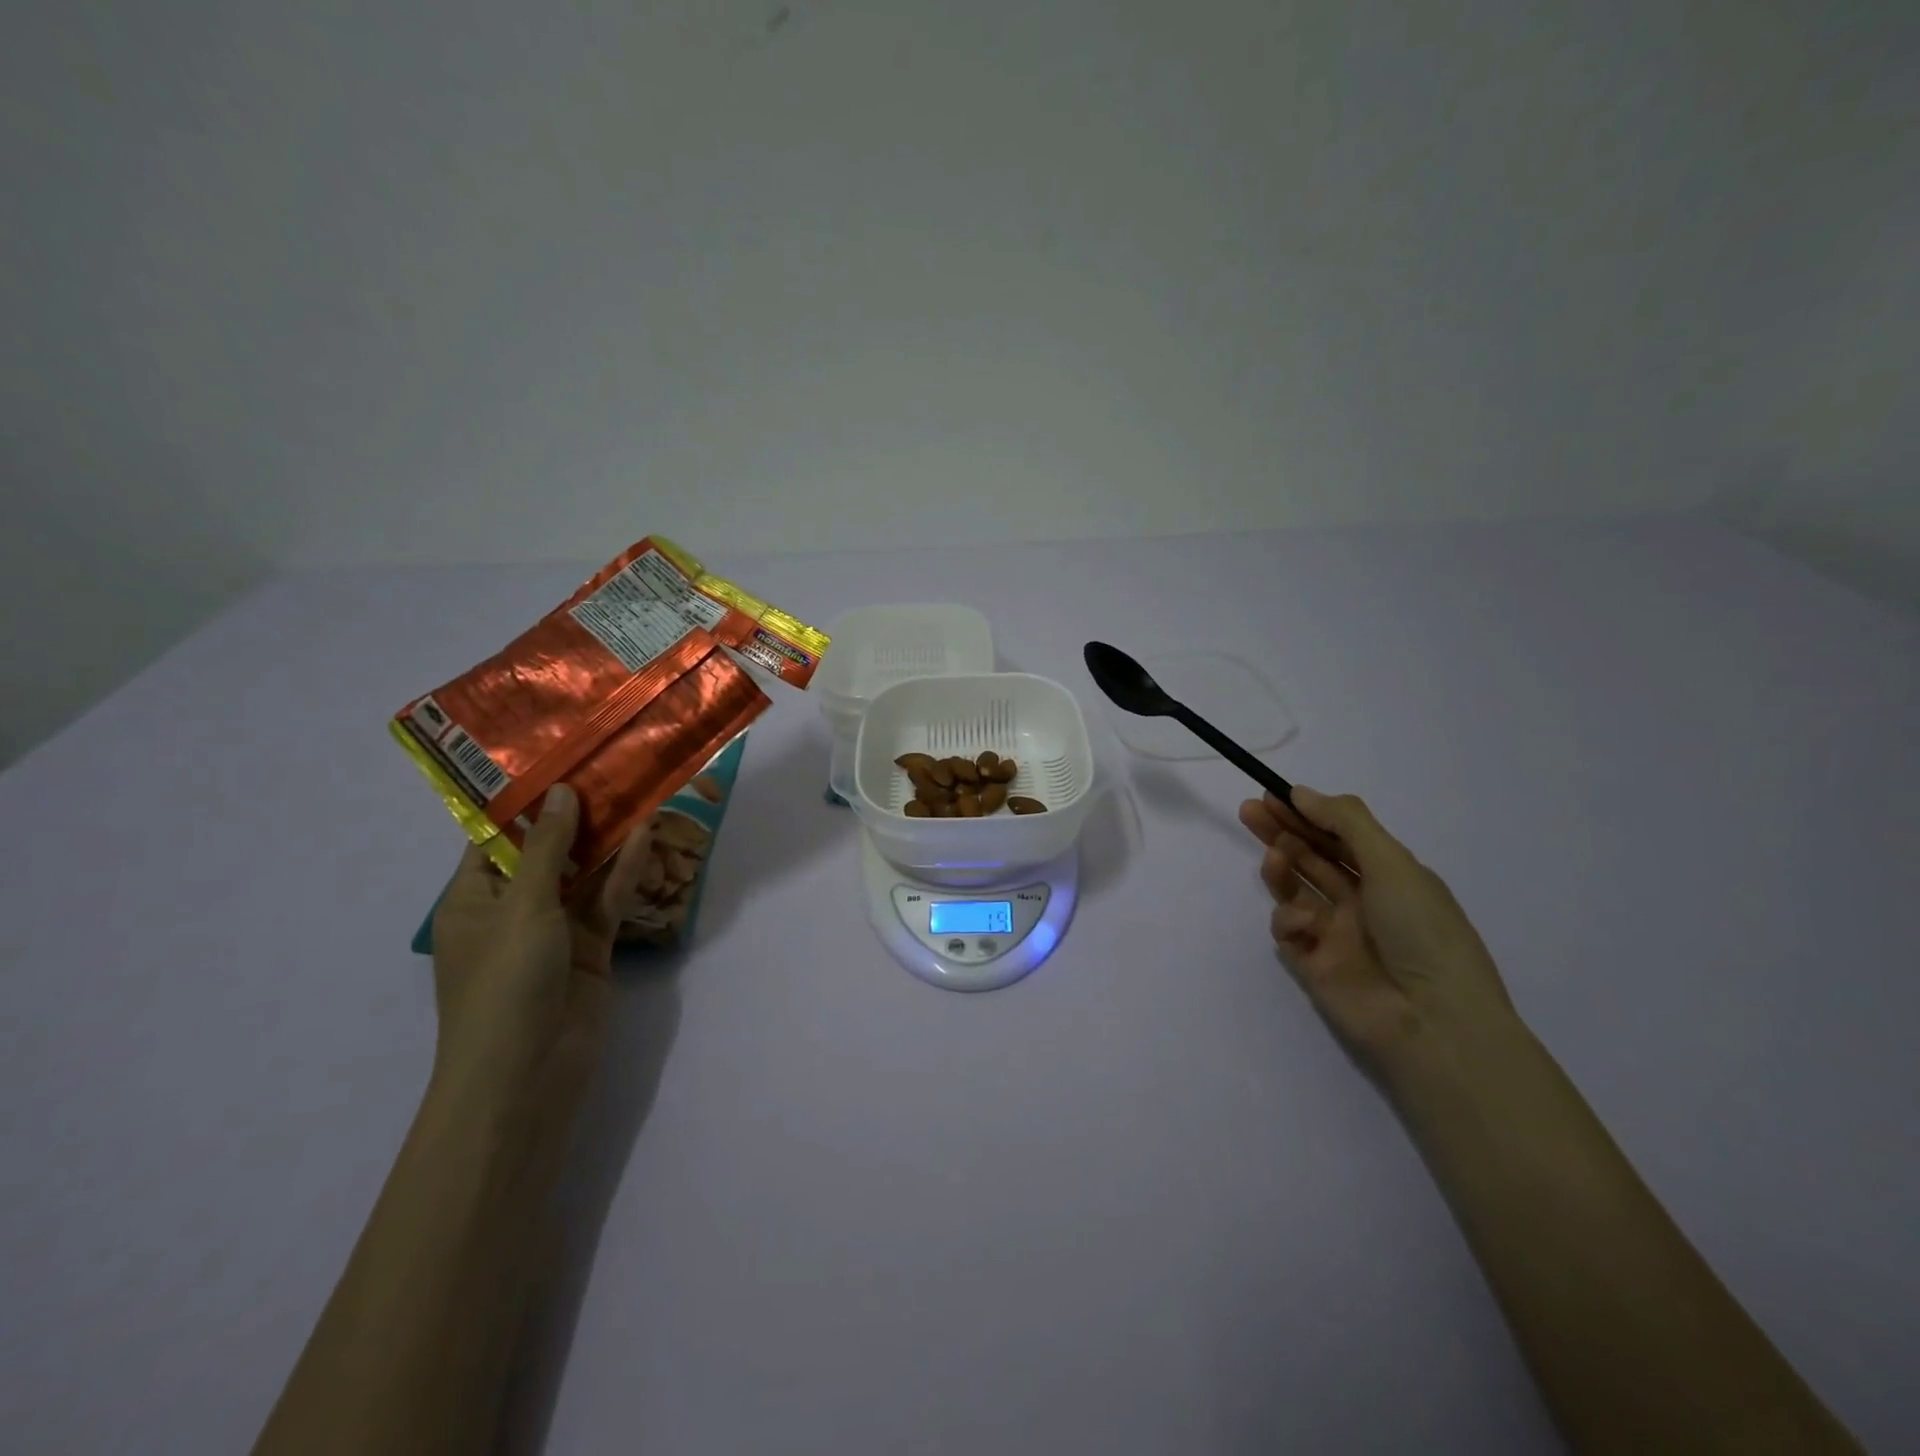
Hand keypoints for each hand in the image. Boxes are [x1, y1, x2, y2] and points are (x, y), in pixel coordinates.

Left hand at [429, 784, 653, 1113]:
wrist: (529, 1072)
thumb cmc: (505, 982)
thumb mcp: (523, 906)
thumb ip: (549, 848)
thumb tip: (561, 792)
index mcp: (473, 899)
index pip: (496, 839)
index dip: (526, 802)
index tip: (559, 762)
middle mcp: (513, 909)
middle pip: (548, 852)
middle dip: (576, 816)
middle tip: (609, 768)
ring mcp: (555, 930)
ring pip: (584, 874)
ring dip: (608, 840)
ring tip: (636, 791)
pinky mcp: (591, 948)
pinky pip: (607, 900)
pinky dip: (625, 871)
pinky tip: (647, 836)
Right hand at [1239, 786, 1515, 1074]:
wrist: (1432, 1021)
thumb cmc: (1422, 932)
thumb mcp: (1392, 863)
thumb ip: (1345, 822)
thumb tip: (1301, 792)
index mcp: (1390, 877)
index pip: (1340, 836)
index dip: (1308, 814)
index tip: (1274, 794)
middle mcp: (1362, 901)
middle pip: (1311, 857)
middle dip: (1282, 832)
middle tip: (1250, 810)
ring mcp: (1336, 933)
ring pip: (1295, 890)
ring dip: (1281, 868)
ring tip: (1273, 857)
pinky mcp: (1312, 963)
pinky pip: (1288, 930)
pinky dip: (1290, 920)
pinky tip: (1302, 924)